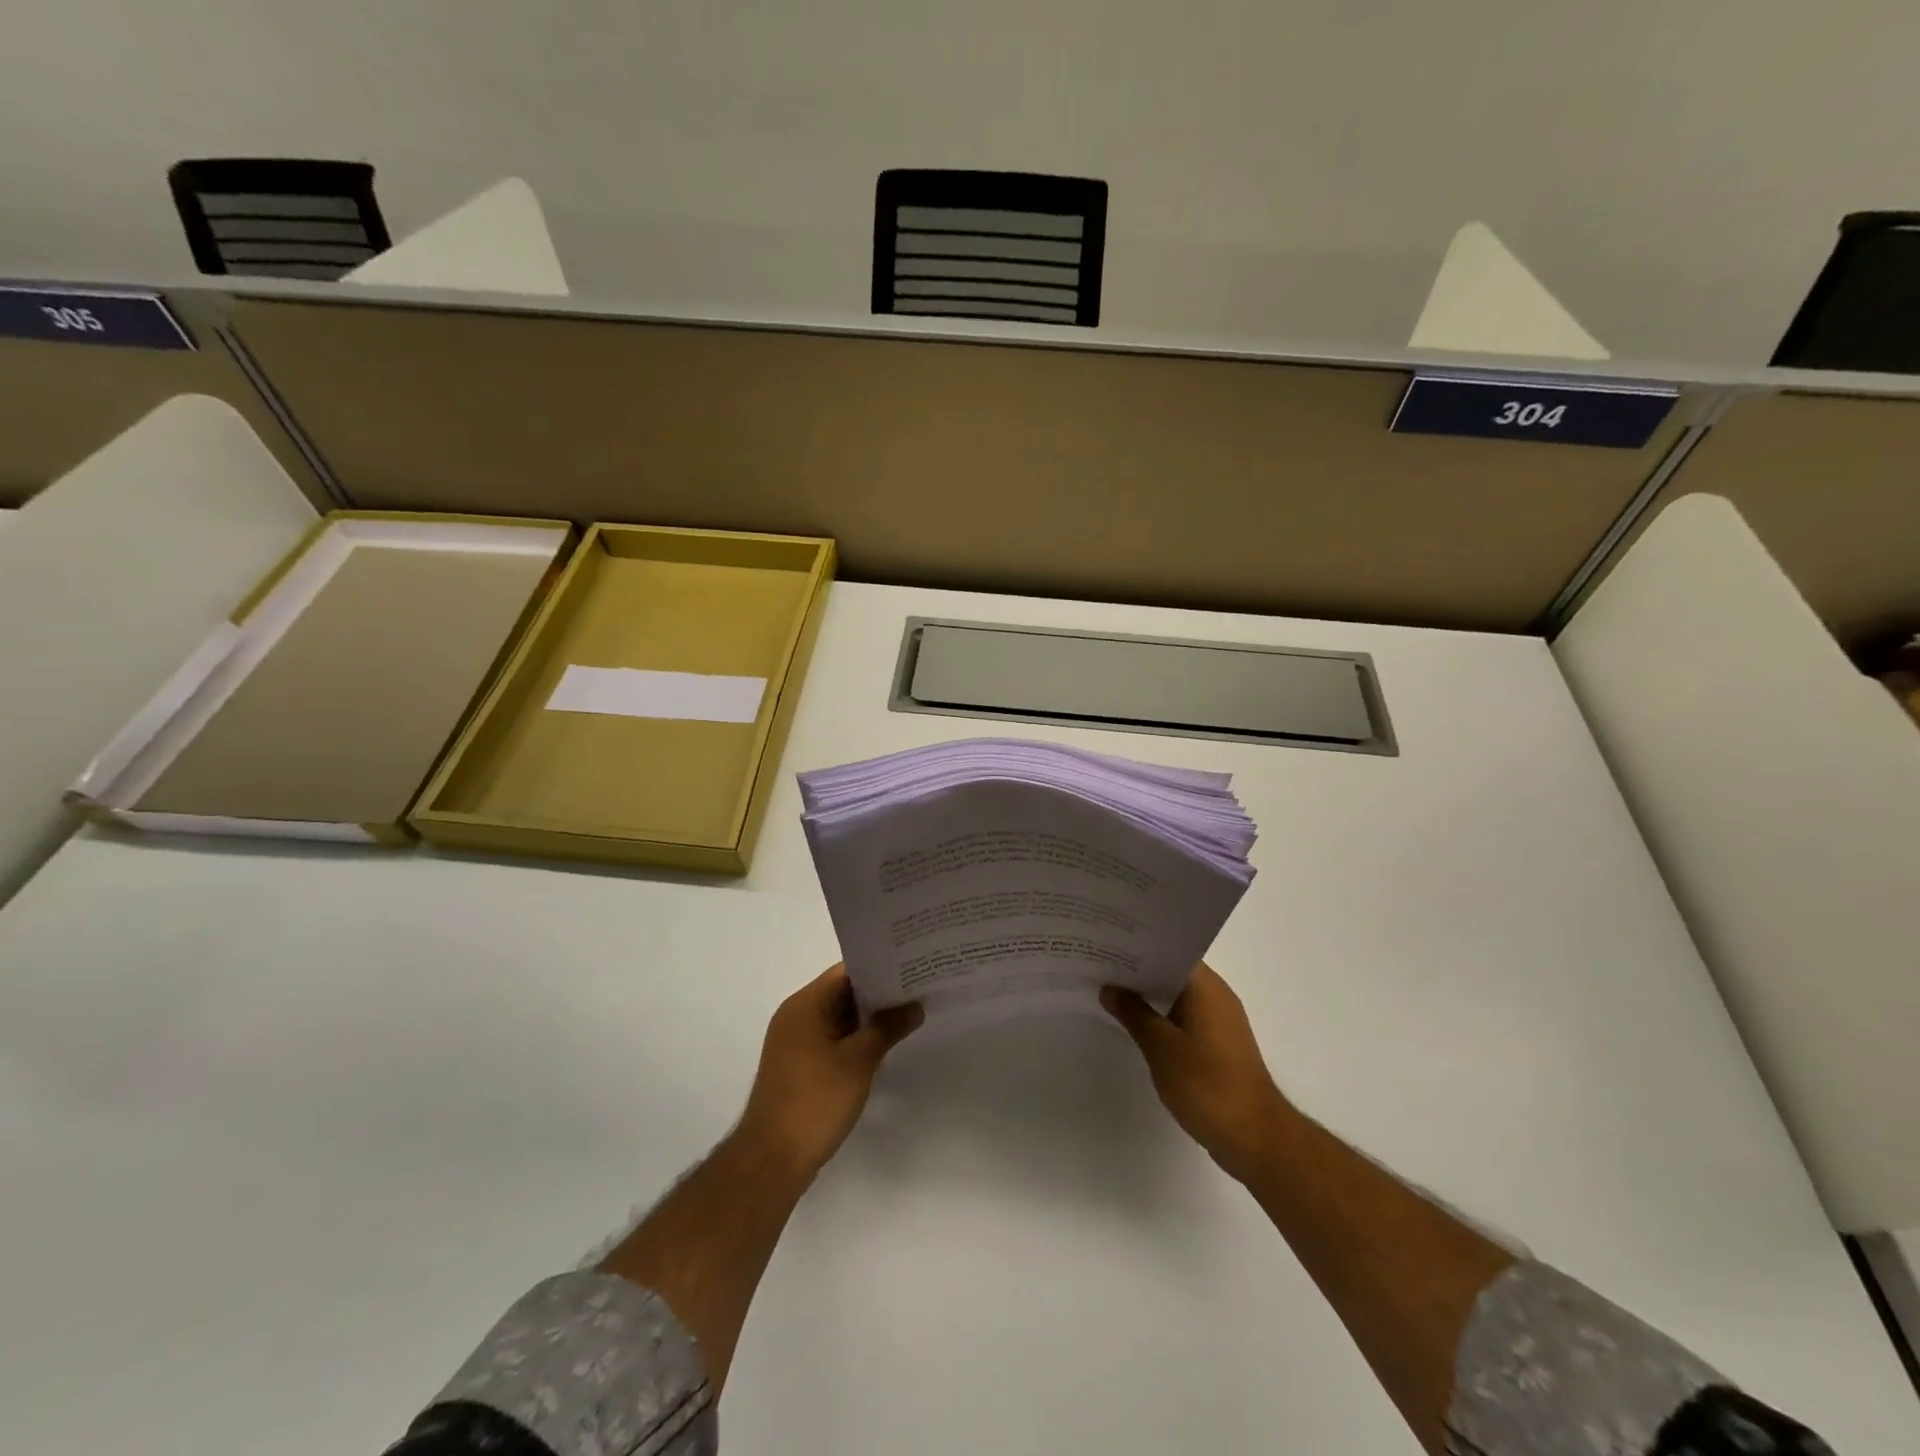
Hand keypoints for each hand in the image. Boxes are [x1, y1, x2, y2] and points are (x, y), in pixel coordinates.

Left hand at [738, 965, 923, 1180]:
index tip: (912, 968)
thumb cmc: (815, 1101)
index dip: (879, 968)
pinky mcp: (800, 1067)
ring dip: (869, 1019)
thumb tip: (914, 1006)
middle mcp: (796, 1017)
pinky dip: (856, 1040)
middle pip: (842, 993)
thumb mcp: (859, 1061)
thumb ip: (887, 1028)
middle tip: (918, 991)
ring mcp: (796, 1044)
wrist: (773, 1160)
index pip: (846, 972)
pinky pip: (833, 1040)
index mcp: (805, 1005)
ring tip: (909, 1015)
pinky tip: (884, 1047)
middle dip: (879, 994)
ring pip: (839, 1018)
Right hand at [1101, 963, 1291, 1183]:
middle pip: (1172, 972)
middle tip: (1099, 966)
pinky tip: (1135, 1025)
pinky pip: (1183, 1018)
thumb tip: (1110, 988)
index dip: (1138, 946)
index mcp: (1206, 987)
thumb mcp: (1161, 1048)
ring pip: (1177, 996)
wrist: (1255, 1138)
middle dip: (1138, 971)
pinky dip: (1161, 1017)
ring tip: (1109, 992)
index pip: (1169, 951)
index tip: (1107, 943)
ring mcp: (1219, 1022)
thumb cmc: (1207, 1085)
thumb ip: (1133, 1014)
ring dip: (1148, 996)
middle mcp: (1216, 996)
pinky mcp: (1218, 1046)